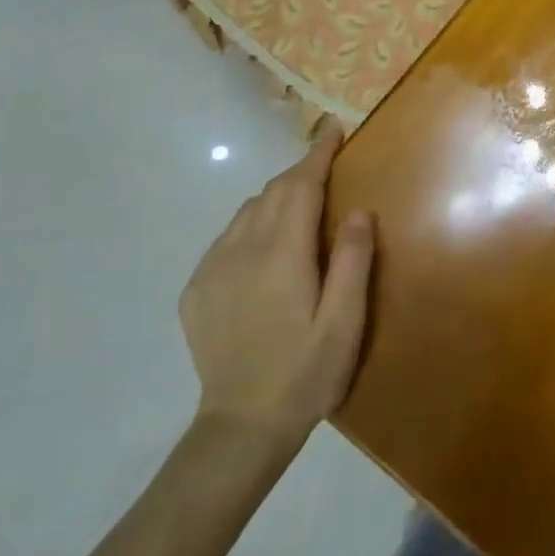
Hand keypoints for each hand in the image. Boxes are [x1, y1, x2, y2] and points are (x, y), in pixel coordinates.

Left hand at [178, 127, 374, 452]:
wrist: (241, 427)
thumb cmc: (306, 373)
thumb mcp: (345, 322)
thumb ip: (353, 261)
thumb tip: (358, 210)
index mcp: (282, 255)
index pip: (300, 186)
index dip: (317, 154)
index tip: (331, 128)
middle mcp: (241, 250)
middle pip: (271, 192)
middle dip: (299, 172)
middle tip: (325, 164)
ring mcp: (212, 269)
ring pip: (246, 212)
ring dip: (275, 199)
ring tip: (299, 206)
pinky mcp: (196, 290)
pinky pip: (226, 238)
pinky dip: (250, 226)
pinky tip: (265, 249)